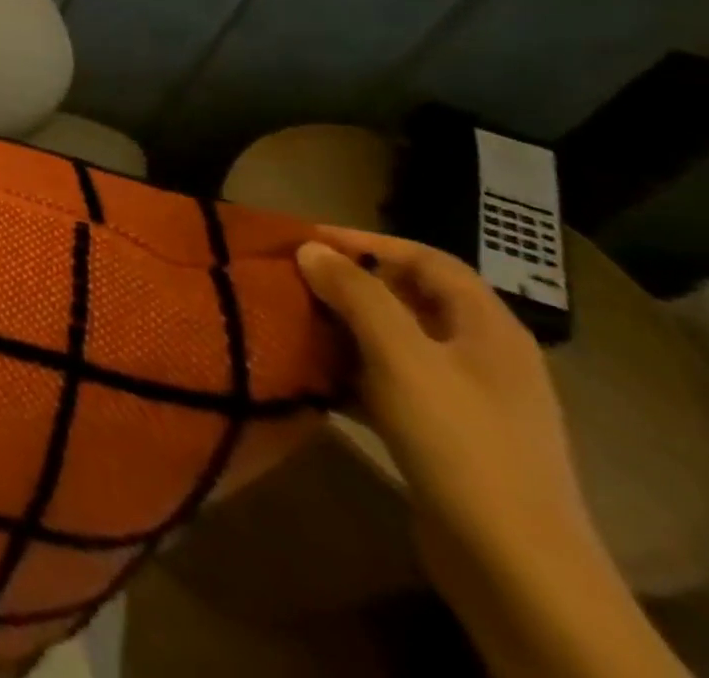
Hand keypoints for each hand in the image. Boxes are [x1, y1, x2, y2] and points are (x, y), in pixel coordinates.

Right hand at [298, 229, 688, 677]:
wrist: (514, 565)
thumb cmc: (459, 441)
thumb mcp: (401, 356)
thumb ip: (356, 294)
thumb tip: (310, 248)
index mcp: (488, 329)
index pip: (428, 260)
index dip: (369, 242)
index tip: (307, 239)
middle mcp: (483, 356)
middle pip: (410, 298)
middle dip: (349, 283)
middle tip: (289, 277)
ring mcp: (467, 400)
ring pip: (395, 342)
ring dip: (343, 327)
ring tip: (289, 319)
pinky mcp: (445, 435)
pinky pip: (390, 383)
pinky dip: (351, 371)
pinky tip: (311, 375)